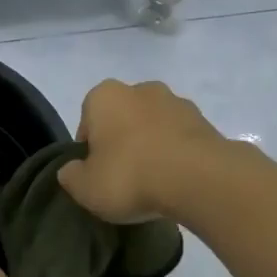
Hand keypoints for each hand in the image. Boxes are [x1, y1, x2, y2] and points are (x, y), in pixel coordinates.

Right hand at [56, 79, 225, 224]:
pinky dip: (177, 155)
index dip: (89, 148)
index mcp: (104, 96)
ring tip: (154, 183)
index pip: (87, 120)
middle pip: (122, 118)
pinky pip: (181, 139)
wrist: (199, 179)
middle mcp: (141, 89)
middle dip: (122, 141)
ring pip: (154, 126)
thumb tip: (71, 170)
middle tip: (123, 177)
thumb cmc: (130, 176)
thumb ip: (71, 176)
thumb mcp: (85, 187)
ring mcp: (177, 102)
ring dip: (151, 146)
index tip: (96, 173)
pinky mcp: (206, 122)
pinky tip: (176, 181)